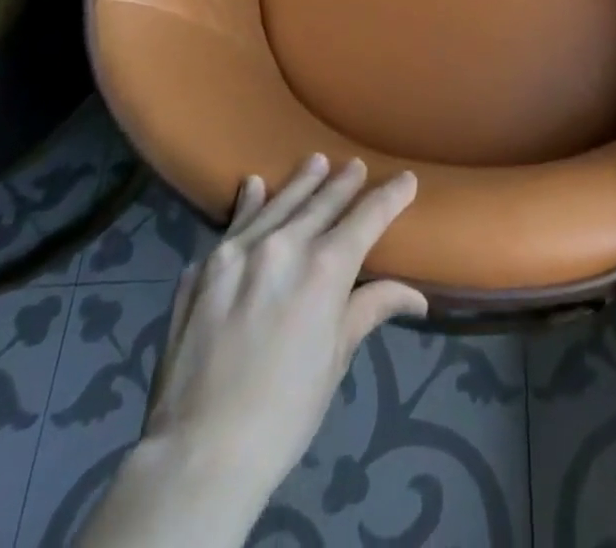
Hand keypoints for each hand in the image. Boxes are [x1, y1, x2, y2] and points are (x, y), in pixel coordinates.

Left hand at [99, 157, 423, 543]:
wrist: (198, 453)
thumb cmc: (284, 411)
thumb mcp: (335, 359)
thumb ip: (370, 310)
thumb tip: (417, 297)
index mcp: (325, 267)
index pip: (368, 216)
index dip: (391, 196)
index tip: (407, 180)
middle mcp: (283, 245)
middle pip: (322, 201)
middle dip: (344, 182)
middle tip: (354, 166)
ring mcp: (237, 252)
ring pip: (277, 202)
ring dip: (300, 182)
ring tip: (315, 162)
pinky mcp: (203, 268)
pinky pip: (233, 225)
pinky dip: (248, 204)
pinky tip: (253, 187)